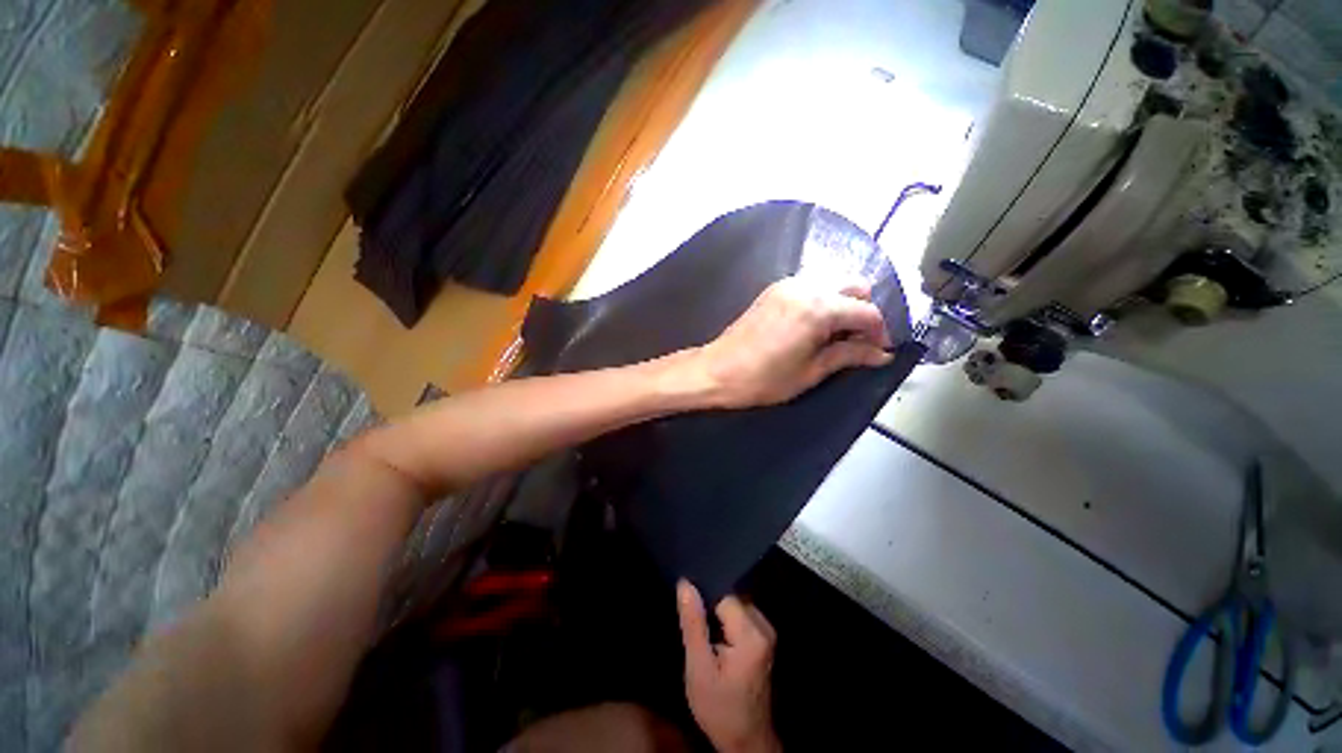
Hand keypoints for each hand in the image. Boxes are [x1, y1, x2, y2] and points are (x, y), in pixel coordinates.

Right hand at [677, 580, 780, 752]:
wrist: (746, 740)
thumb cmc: (719, 708)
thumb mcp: (699, 668)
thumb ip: (693, 623)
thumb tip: (684, 584)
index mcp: (751, 633)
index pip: (723, 597)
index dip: (705, 605)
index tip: (694, 624)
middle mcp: (764, 626)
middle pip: (731, 600)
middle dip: (712, 612)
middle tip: (702, 639)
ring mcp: (767, 632)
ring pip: (735, 607)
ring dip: (719, 619)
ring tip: (709, 643)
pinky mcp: (765, 639)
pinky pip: (741, 617)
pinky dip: (728, 626)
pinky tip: (719, 645)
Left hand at [694, 277, 892, 408]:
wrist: (717, 370)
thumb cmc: (763, 379)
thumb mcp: (810, 372)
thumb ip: (848, 356)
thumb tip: (881, 354)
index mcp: (818, 308)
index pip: (866, 311)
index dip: (879, 332)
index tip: (879, 351)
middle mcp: (806, 287)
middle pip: (853, 287)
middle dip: (862, 313)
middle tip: (857, 343)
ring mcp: (787, 285)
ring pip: (832, 284)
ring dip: (842, 306)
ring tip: (834, 337)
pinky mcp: (773, 290)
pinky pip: (810, 287)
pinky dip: (821, 302)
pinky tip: (813, 327)